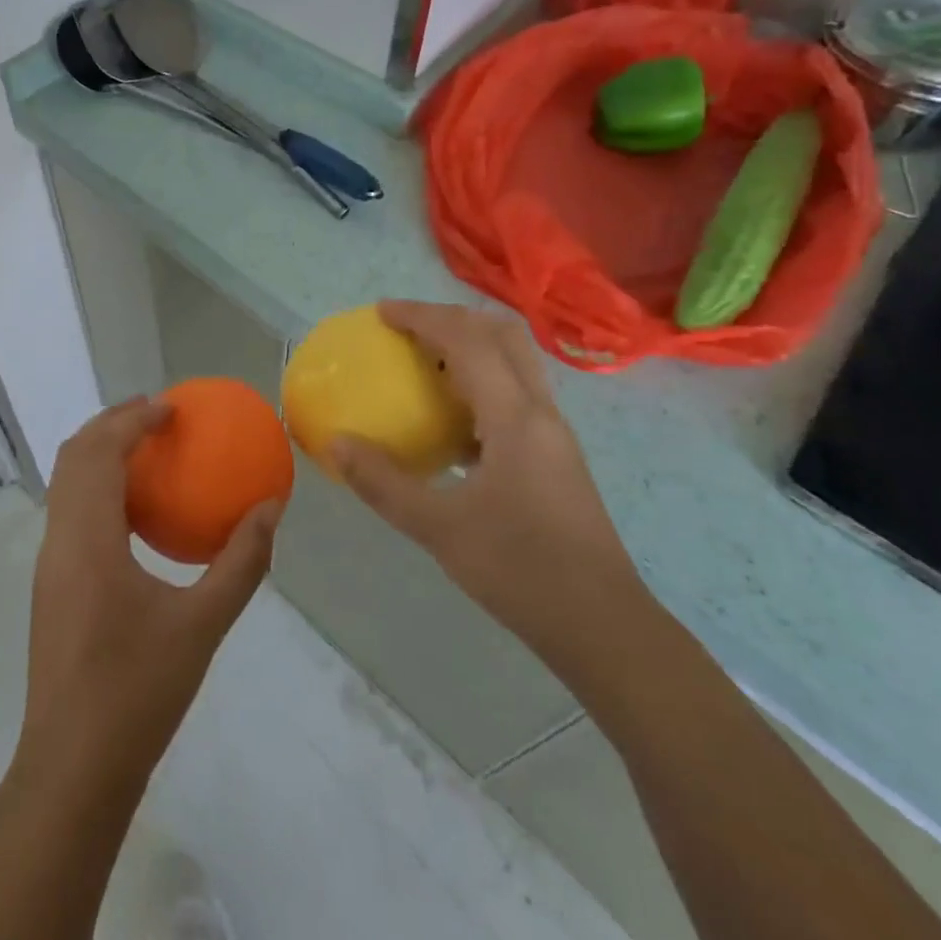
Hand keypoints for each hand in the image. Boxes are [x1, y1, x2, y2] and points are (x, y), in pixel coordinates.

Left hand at [18, 398, 281, 783]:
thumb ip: (241, 562)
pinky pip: (70, 511)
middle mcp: (59, 541)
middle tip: (158, 415)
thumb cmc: (137, 693)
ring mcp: (49, 564)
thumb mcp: (203, 626)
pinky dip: (98, 486)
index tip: (171, 407)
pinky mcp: (51, 586)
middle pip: (73, 456)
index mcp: (88, 541)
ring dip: (100, 452)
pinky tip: (137, 510)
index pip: (99, 453)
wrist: (72, 771)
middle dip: (112, 423)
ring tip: (148, 449)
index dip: (131, 419)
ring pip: (65, 483)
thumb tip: (270, 508)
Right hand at [330, 301, 643, 672]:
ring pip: (514, 362)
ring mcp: (553, 433)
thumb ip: (384, 483)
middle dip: (451, 318)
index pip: (466, 340)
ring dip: (469, 347)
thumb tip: (336, 444)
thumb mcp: (440, 529)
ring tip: (423, 365)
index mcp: (514, 417)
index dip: (422, 317)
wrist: (604, 627)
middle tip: (406, 329)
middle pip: (501, 334)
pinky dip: (481, 384)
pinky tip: (451, 422)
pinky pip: (516, 395)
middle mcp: (539, 411)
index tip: (382, 312)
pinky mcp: (555, 456)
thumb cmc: (521, 571)